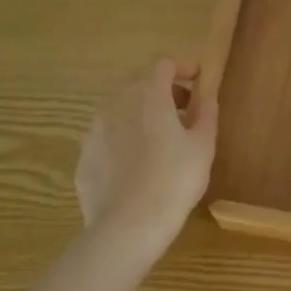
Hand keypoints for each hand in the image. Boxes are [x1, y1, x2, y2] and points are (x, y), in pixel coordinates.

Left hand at [76, 59, 218, 265]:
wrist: (127, 227)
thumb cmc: (174, 180)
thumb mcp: (203, 145)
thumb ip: (206, 113)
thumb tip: (206, 97)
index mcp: (148, 94)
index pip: (165, 63)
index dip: (184, 67)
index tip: (200, 80)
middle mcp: (116, 102)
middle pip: (140, 82)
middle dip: (163, 89)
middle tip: (184, 111)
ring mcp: (94, 129)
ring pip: (120, 109)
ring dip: (141, 113)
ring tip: (161, 139)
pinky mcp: (83, 156)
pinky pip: (108, 136)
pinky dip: (124, 139)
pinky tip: (137, 166)